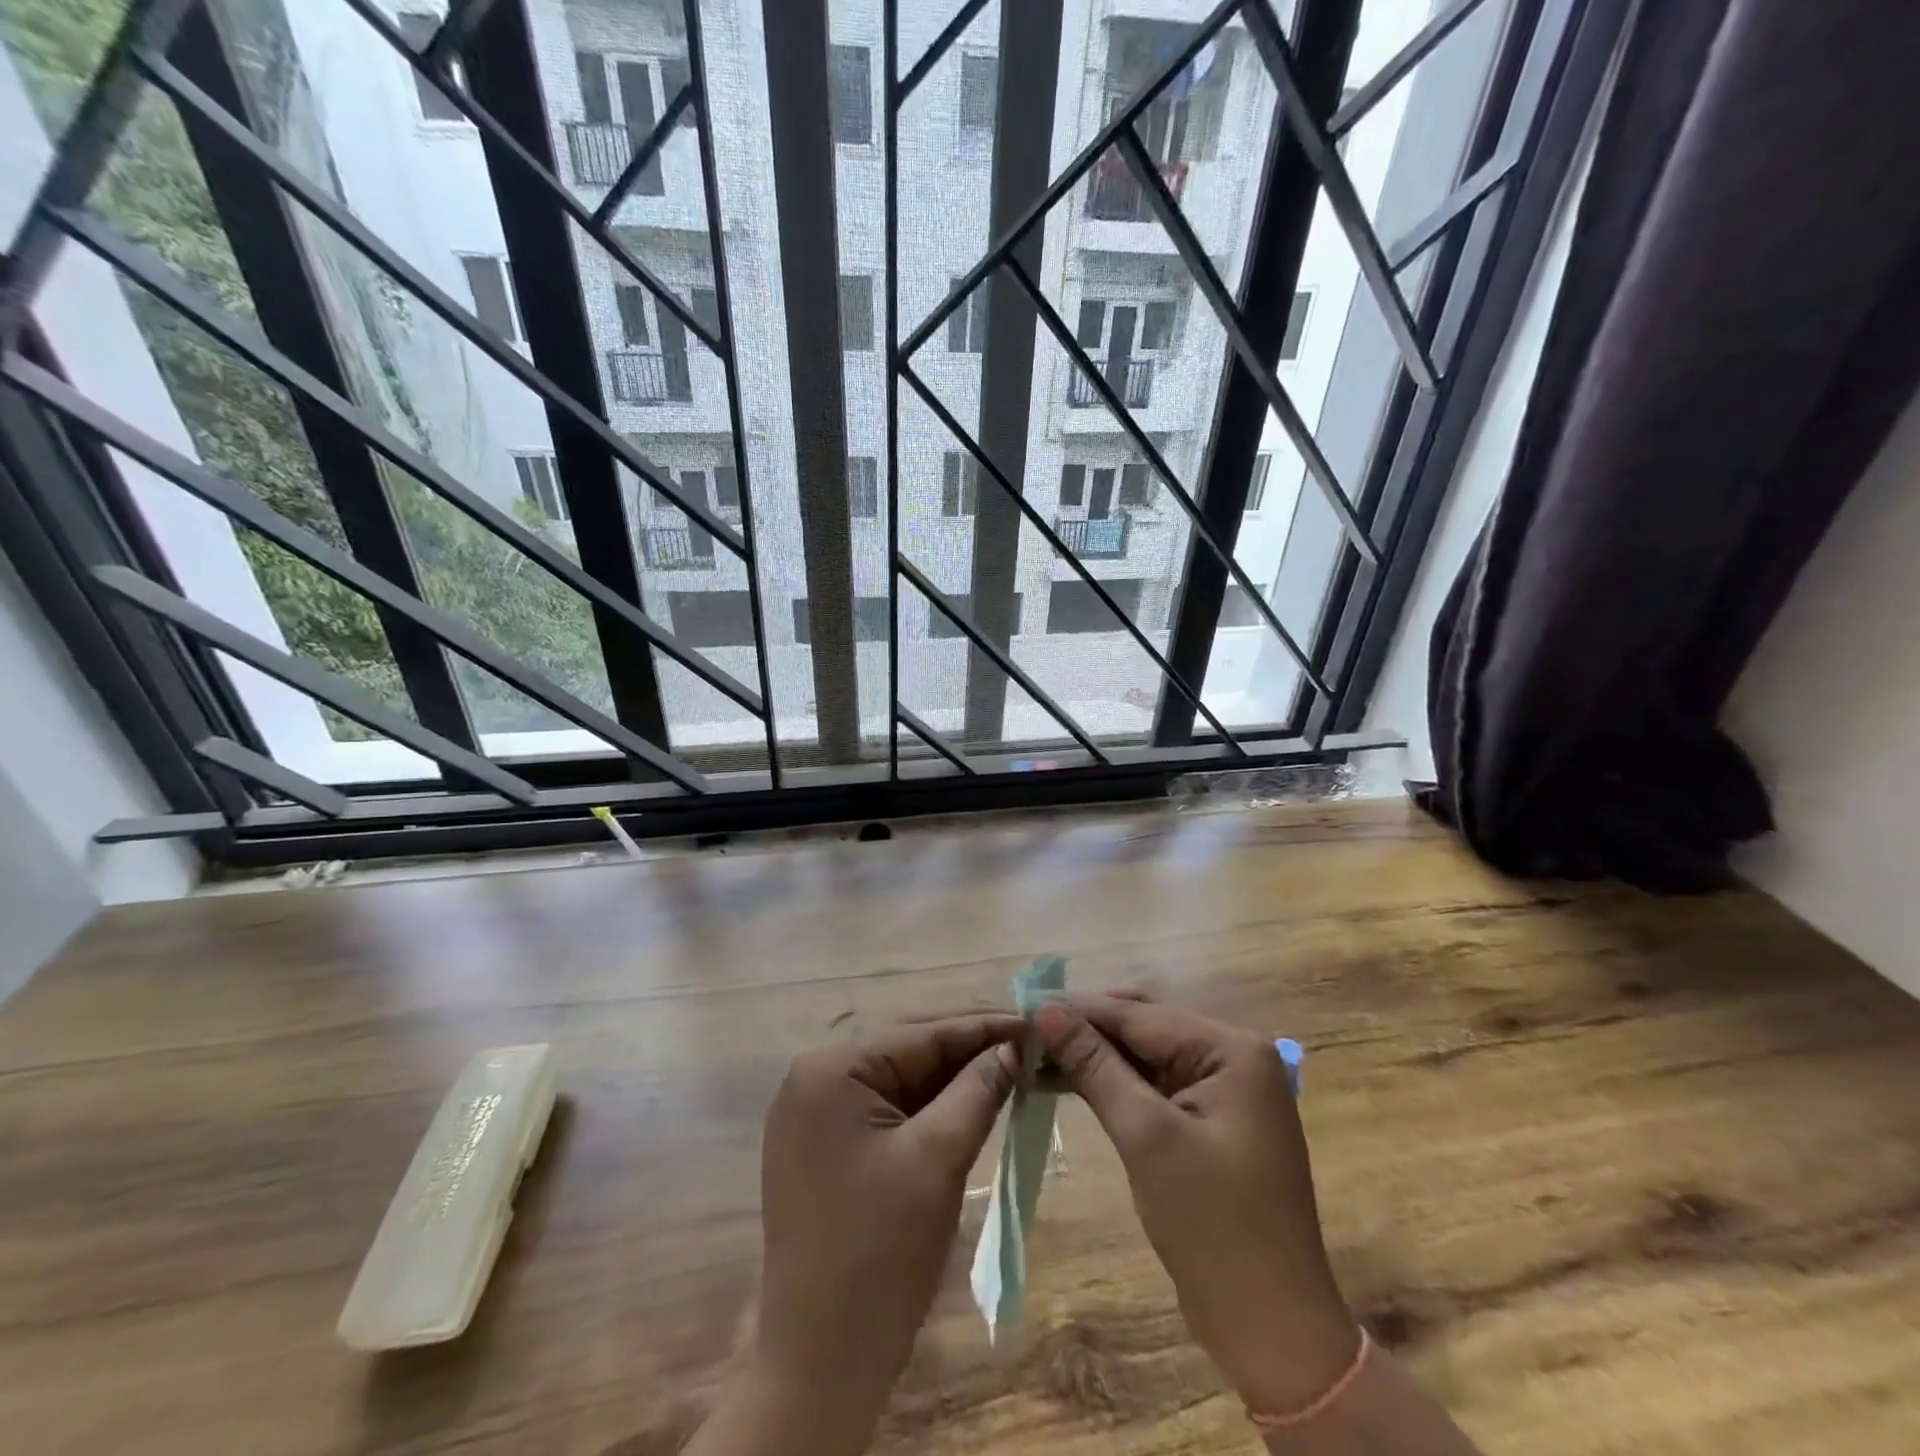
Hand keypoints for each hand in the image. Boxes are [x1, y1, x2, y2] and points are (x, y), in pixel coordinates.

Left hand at [751, 1013, 1023, 1444]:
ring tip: (1010, 1070)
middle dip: (969, 1051)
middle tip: (1029, 1047)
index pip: (921, 1033)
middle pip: (907, 1051)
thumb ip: (978, 1089)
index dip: (982, 1026)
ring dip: (952, 1080)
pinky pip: (885, 1111)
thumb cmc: (880, 1254)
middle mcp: (814, 1080)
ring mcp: (814, 1116)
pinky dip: (928, 1108)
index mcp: (830, 1070)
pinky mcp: (824, 1149)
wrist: (820, 1366)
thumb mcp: (939, 1158)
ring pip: (899, 1081)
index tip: (1035, 1021)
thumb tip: (1014, 1046)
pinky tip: (970, 1105)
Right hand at [1035, 996, 1358, 1416]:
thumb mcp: (1146, 1136)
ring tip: (1036, 1055)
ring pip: (1145, 1052)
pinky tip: (1070, 1081)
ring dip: (1095, 1054)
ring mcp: (1225, 1088)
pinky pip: (1154, 1082)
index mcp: (1232, 1049)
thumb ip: (1095, 1065)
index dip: (1079, 1009)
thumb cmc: (1212, 1225)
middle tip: (1026, 1033)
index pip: (1141, 1014)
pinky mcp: (1211, 1118)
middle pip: (1145, 1024)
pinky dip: (1114, 1081)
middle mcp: (1234, 1055)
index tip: (1022, 1007)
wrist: (1272, 1330)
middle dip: (1086, 1027)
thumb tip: (1045, 1011)